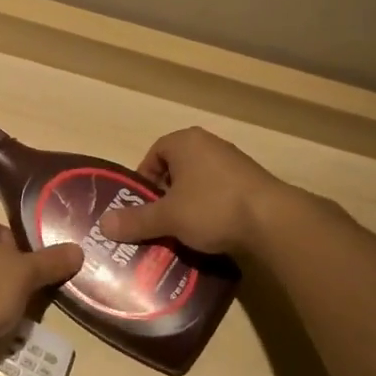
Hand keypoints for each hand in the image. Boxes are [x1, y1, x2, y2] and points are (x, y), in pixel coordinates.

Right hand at [98, 127, 292, 254]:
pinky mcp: (251, 182)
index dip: (144, 180)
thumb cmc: (212, 207)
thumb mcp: (168, 217)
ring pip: (198, 182)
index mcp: (185, 142)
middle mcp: (209, 144)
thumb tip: (103, 225)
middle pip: (176, 168)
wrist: (272, 219)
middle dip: (165, 196)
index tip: (141, 207)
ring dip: (188, 204)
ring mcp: (233, 162)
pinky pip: (220, 193)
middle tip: (158, 222)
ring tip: (182, 232)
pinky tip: (210, 233)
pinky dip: (211, 210)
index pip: (154, 154)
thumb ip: (136, 220)